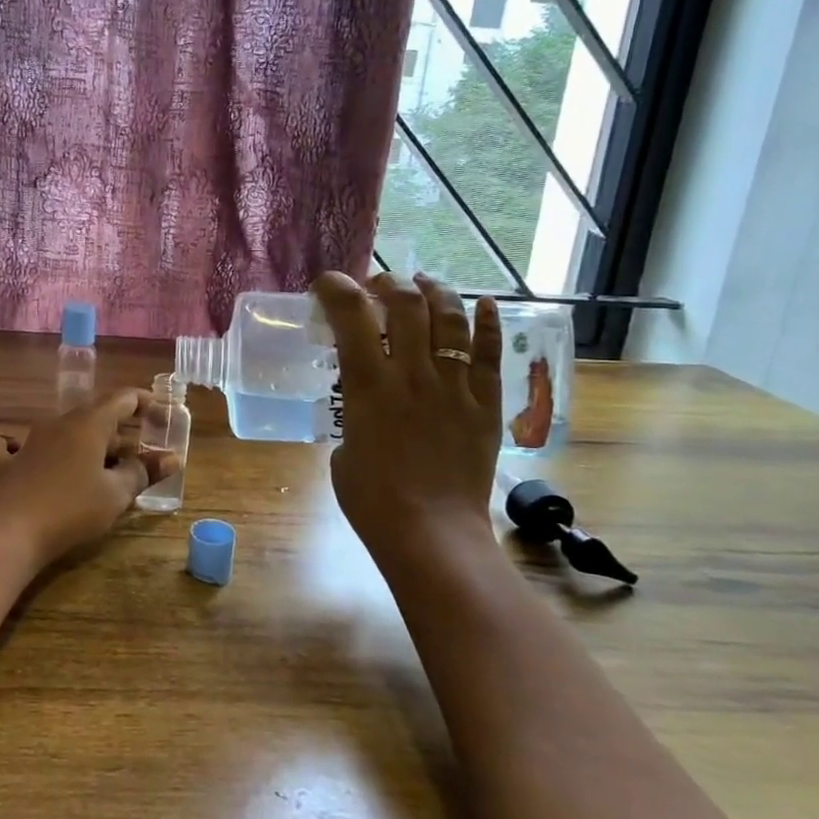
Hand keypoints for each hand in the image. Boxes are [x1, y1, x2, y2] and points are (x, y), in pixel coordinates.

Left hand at [0, 390, 176, 567]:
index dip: (144, 402)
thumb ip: (143, 472)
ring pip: (62, 432)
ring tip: (98, 468)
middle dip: (118, 432)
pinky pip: (10, 446)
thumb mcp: (116, 494)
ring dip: (83, 444)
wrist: (6, 532)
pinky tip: (21, 456)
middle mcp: (58, 424)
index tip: (161, 414)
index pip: (122, 398)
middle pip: (94, 416)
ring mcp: (27, 441)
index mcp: (89, 423)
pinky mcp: (2, 464)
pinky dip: (21, 447)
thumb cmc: (70, 508)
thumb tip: (171, 458)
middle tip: (137, 456)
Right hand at [311, 271, 502, 561]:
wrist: (431, 534)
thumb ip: (353, 416)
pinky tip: (485, 304)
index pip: (351, 314)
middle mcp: (413, 374)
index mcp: (369, 385)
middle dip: (388, 283)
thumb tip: (366, 407)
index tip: (327, 284)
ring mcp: (454, 386)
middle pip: (405, 304)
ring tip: (424, 284)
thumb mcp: (342, 449)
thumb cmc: (372, 500)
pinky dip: (488, 322)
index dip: (336, 287)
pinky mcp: (485, 404)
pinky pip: (490, 353)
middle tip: (379, 286)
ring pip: (450, 318)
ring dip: (435, 291)